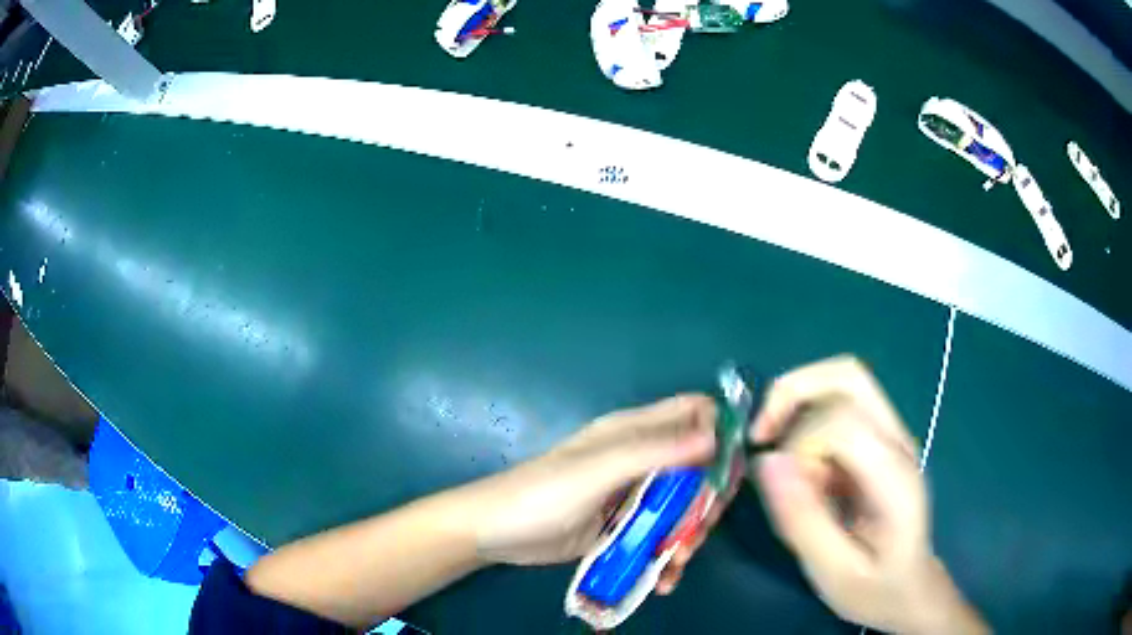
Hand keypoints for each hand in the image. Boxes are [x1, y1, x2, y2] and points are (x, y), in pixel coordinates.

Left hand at [472, 395, 718, 572]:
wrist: (496, 533)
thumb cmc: (543, 494)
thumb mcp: (598, 470)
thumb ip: (655, 451)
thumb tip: (716, 436)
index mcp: (634, 431)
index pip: (693, 412)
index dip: (718, 433)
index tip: (726, 472)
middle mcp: (640, 458)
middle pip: (697, 466)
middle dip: (706, 498)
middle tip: (698, 530)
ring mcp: (633, 495)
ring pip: (683, 505)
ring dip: (688, 535)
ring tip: (676, 562)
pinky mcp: (625, 527)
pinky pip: (661, 535)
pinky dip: (668, 556)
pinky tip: (664, 577)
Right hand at [750, 357, 986, 634]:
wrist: (910, 589)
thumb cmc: (875, 589)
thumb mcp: (834, 572)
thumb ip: (803, 520)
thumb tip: (766, 462)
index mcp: (895, 478)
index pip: (844, 422)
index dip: (799, 443)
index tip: (779, 483)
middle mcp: (898, 443)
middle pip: (848, 375)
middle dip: (793, 393)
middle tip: (761, 436)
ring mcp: (892, 437)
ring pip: (844, 380)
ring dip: (799, 402)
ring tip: (774, 445)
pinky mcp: (880, 442)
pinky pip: (839, 405)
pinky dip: (807, 420)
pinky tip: (801, 467)